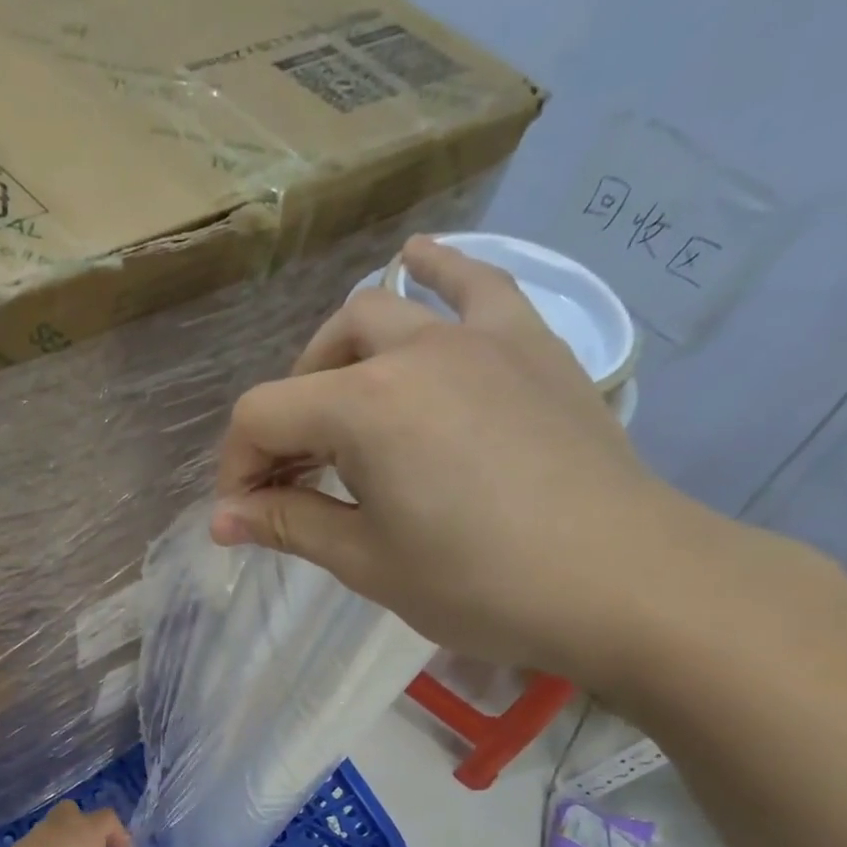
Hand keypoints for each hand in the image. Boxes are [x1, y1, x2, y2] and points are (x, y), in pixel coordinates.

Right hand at [209, 235, 727, 691]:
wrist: (623, 582)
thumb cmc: (479, 583)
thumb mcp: (366, 561)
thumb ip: (289, 525)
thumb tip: (223, 520)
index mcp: (364, 407)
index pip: (263, 417)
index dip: (237, 468)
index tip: (242, 519)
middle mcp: (413, 351)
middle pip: (313, 365)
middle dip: (284, 423)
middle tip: (292, 482)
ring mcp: (478, 338)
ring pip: (381, 314)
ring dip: (338, 361)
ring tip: (339, 410)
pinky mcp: (530, 345)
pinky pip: (477, 286)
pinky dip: (438, 274)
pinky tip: (417, 263)